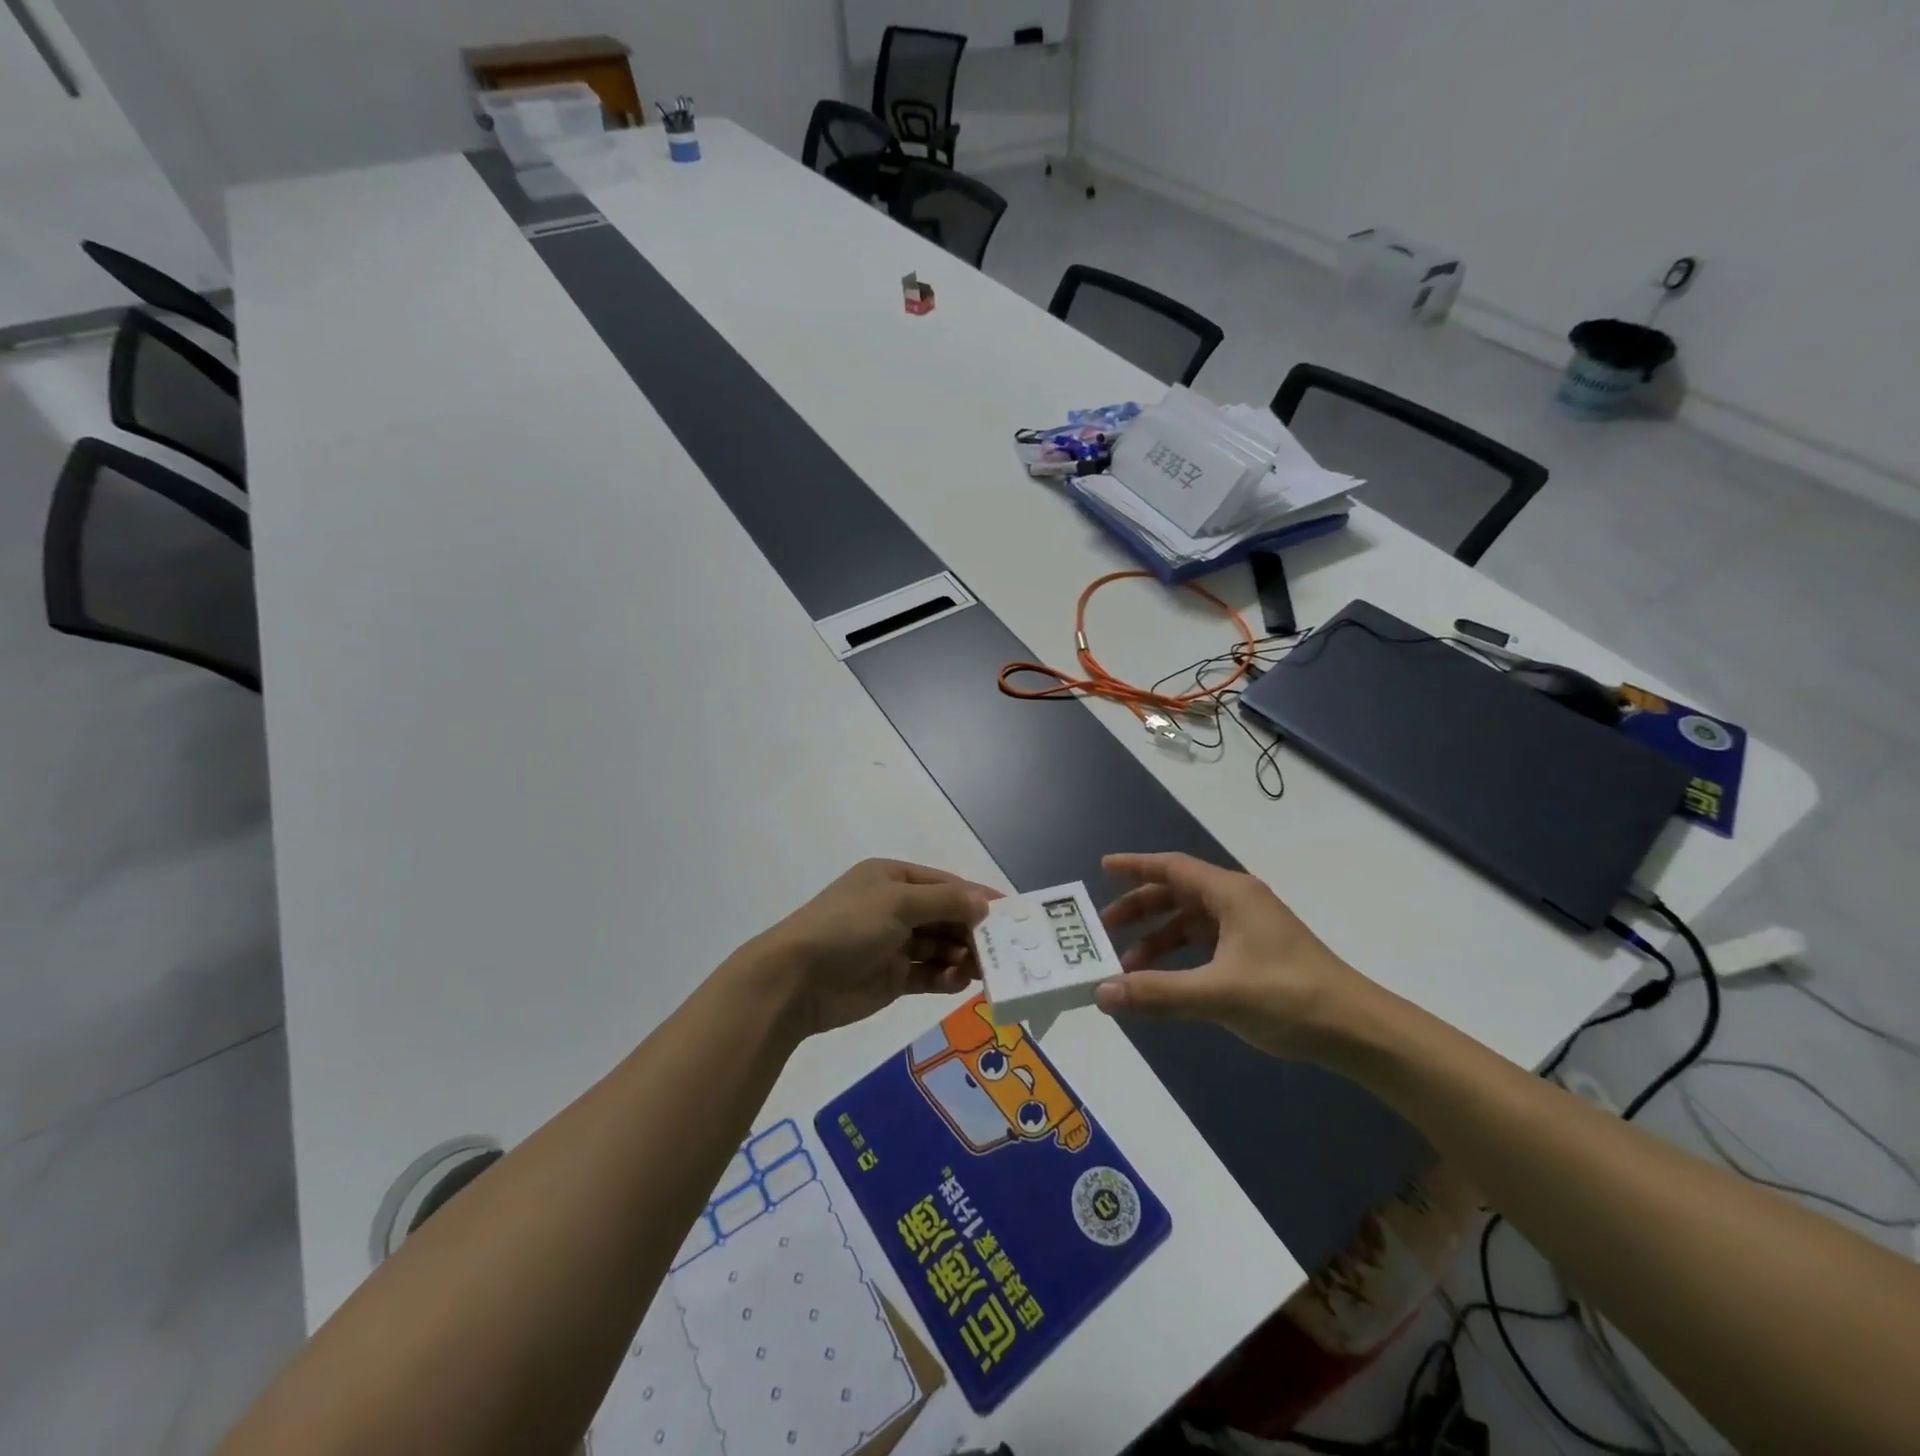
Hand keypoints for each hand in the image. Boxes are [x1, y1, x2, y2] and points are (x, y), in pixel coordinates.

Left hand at [751, 859, 997, 1037]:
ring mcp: (894, 944)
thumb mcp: (898, 903)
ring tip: (982, 971)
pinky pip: (928, 974)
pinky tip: (958, 983)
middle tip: (1002, 950)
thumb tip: (985, 902)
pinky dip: (945, 977)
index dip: (977, 897)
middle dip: (972, 931)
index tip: (1011, 913)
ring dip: (962, 956)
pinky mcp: (892, 977)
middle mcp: (895, 908)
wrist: (796, 980)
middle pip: (946, 916)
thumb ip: (945, 901)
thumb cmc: (847, 926)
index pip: (945, 884)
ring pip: (941, 946)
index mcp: (893, 879)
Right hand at [1094, 852, 1379, 1060]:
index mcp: (1230, 894)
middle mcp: (1238, 902)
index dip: (1135, 866)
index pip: (1172, 867)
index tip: (1103, 867)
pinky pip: (1206, 943)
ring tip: (1128, 966)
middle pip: (1177, 893)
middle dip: (1140, 908)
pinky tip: (1166, 981)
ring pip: (1191, 922)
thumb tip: (1101, 992)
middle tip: (1104, 928)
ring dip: (1158, 938)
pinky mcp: (1257, 953)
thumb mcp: (1217, 994)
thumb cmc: (1288, 998)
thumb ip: (1157, 992)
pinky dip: (1180, 956)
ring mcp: (1250, 927)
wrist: (1358, 1031)